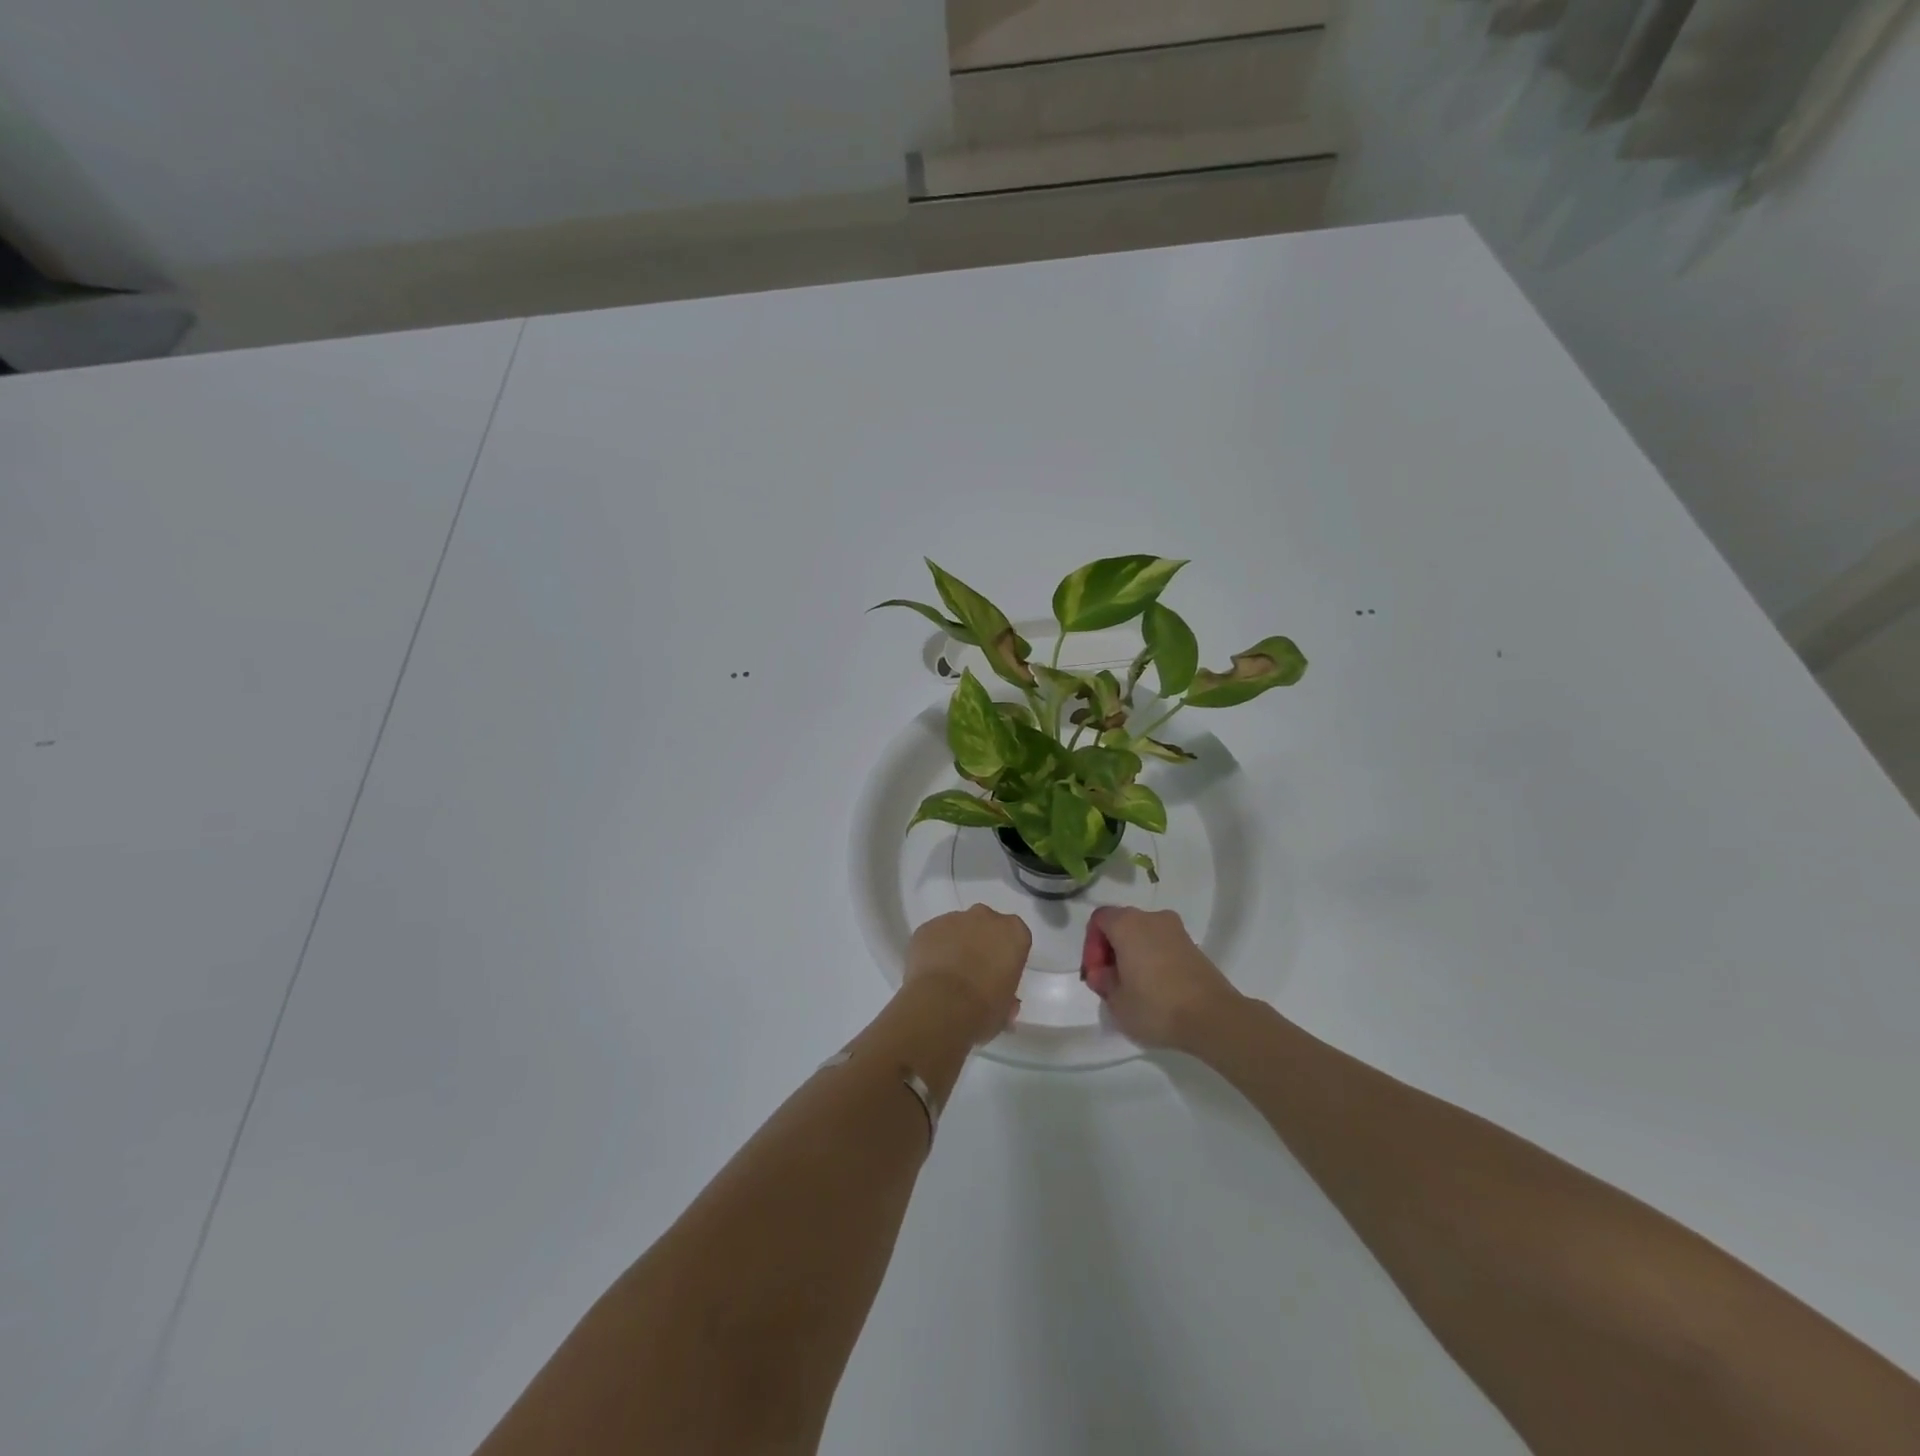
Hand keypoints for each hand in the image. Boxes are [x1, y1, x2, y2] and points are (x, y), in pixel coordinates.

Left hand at [905, 905, 1031, 1044]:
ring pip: (956, 928)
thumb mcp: (1006, 1007)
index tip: (998, 974)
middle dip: (980, 943)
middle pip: (985, 925)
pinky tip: (929, 973)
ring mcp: (953, 919)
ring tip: (947, 976)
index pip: (1014, 938)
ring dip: (954, 945)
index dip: (1004, 956)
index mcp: (1014, 932)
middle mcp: (985, 917)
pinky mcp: (927, 927)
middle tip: (973, 972)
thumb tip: (1002, 999)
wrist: (942, 1007)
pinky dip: (932, 950)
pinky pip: (933, 936)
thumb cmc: (984, 1008)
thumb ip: (1006, 994)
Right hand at [1081, 907, 1242, 1051]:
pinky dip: (1153, 961)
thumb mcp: (1116, 1002)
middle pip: (1121, 925)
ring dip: (1133, 957)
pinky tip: (1156, 991)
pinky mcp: (1194, 947)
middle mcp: (1152, 918)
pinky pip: (1163, 946)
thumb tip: (1105, 973)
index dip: (1091, 946)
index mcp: (1127, 924)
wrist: (1214, 1018)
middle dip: (1111, 952)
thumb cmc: (1156, 1006)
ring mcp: (1177, 931)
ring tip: (1134, 990)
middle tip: (1112, 984)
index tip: (1097, 975)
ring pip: (1143, 936)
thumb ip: (1103, 981)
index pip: (1098, 919)